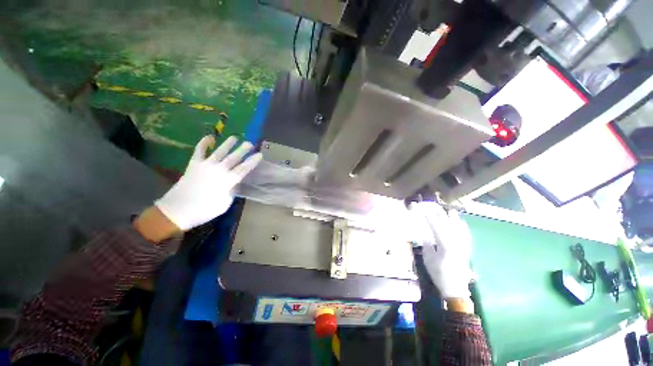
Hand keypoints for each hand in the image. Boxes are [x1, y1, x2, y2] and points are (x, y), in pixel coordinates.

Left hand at [155, 135, 262, 230]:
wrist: (177, 210)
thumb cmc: (205, 210)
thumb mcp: (225, 204)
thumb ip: (232, 191)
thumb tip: (234, 183)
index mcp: (228, 181)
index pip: (244, 168)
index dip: (252, 161)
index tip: (259, 154)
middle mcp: (219, 170)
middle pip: (234, 157)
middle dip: (243, 149)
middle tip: (250, 143)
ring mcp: (206, 165)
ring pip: (220, 151)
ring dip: (228, 144)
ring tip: (235, 137)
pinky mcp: (194, 164)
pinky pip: (199, 150)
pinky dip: (203, 143)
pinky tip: (209, 137)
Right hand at [409, 202, 473, 299]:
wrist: (456, 288)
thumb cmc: (439, 273)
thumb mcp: (428, 257)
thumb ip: (426, 242)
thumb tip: (424, 229)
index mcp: (445, 244)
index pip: (435, 223)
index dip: (426, 213)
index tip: (418, 206)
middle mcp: (456, 240)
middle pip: (446, 220)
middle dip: (435, 210)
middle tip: (426, 205)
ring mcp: (463, 242)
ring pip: (457, 222)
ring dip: (447, 214)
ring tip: (438, 208)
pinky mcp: (466, 245)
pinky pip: (464, 229)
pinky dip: (458, 222)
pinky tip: (455, 219)